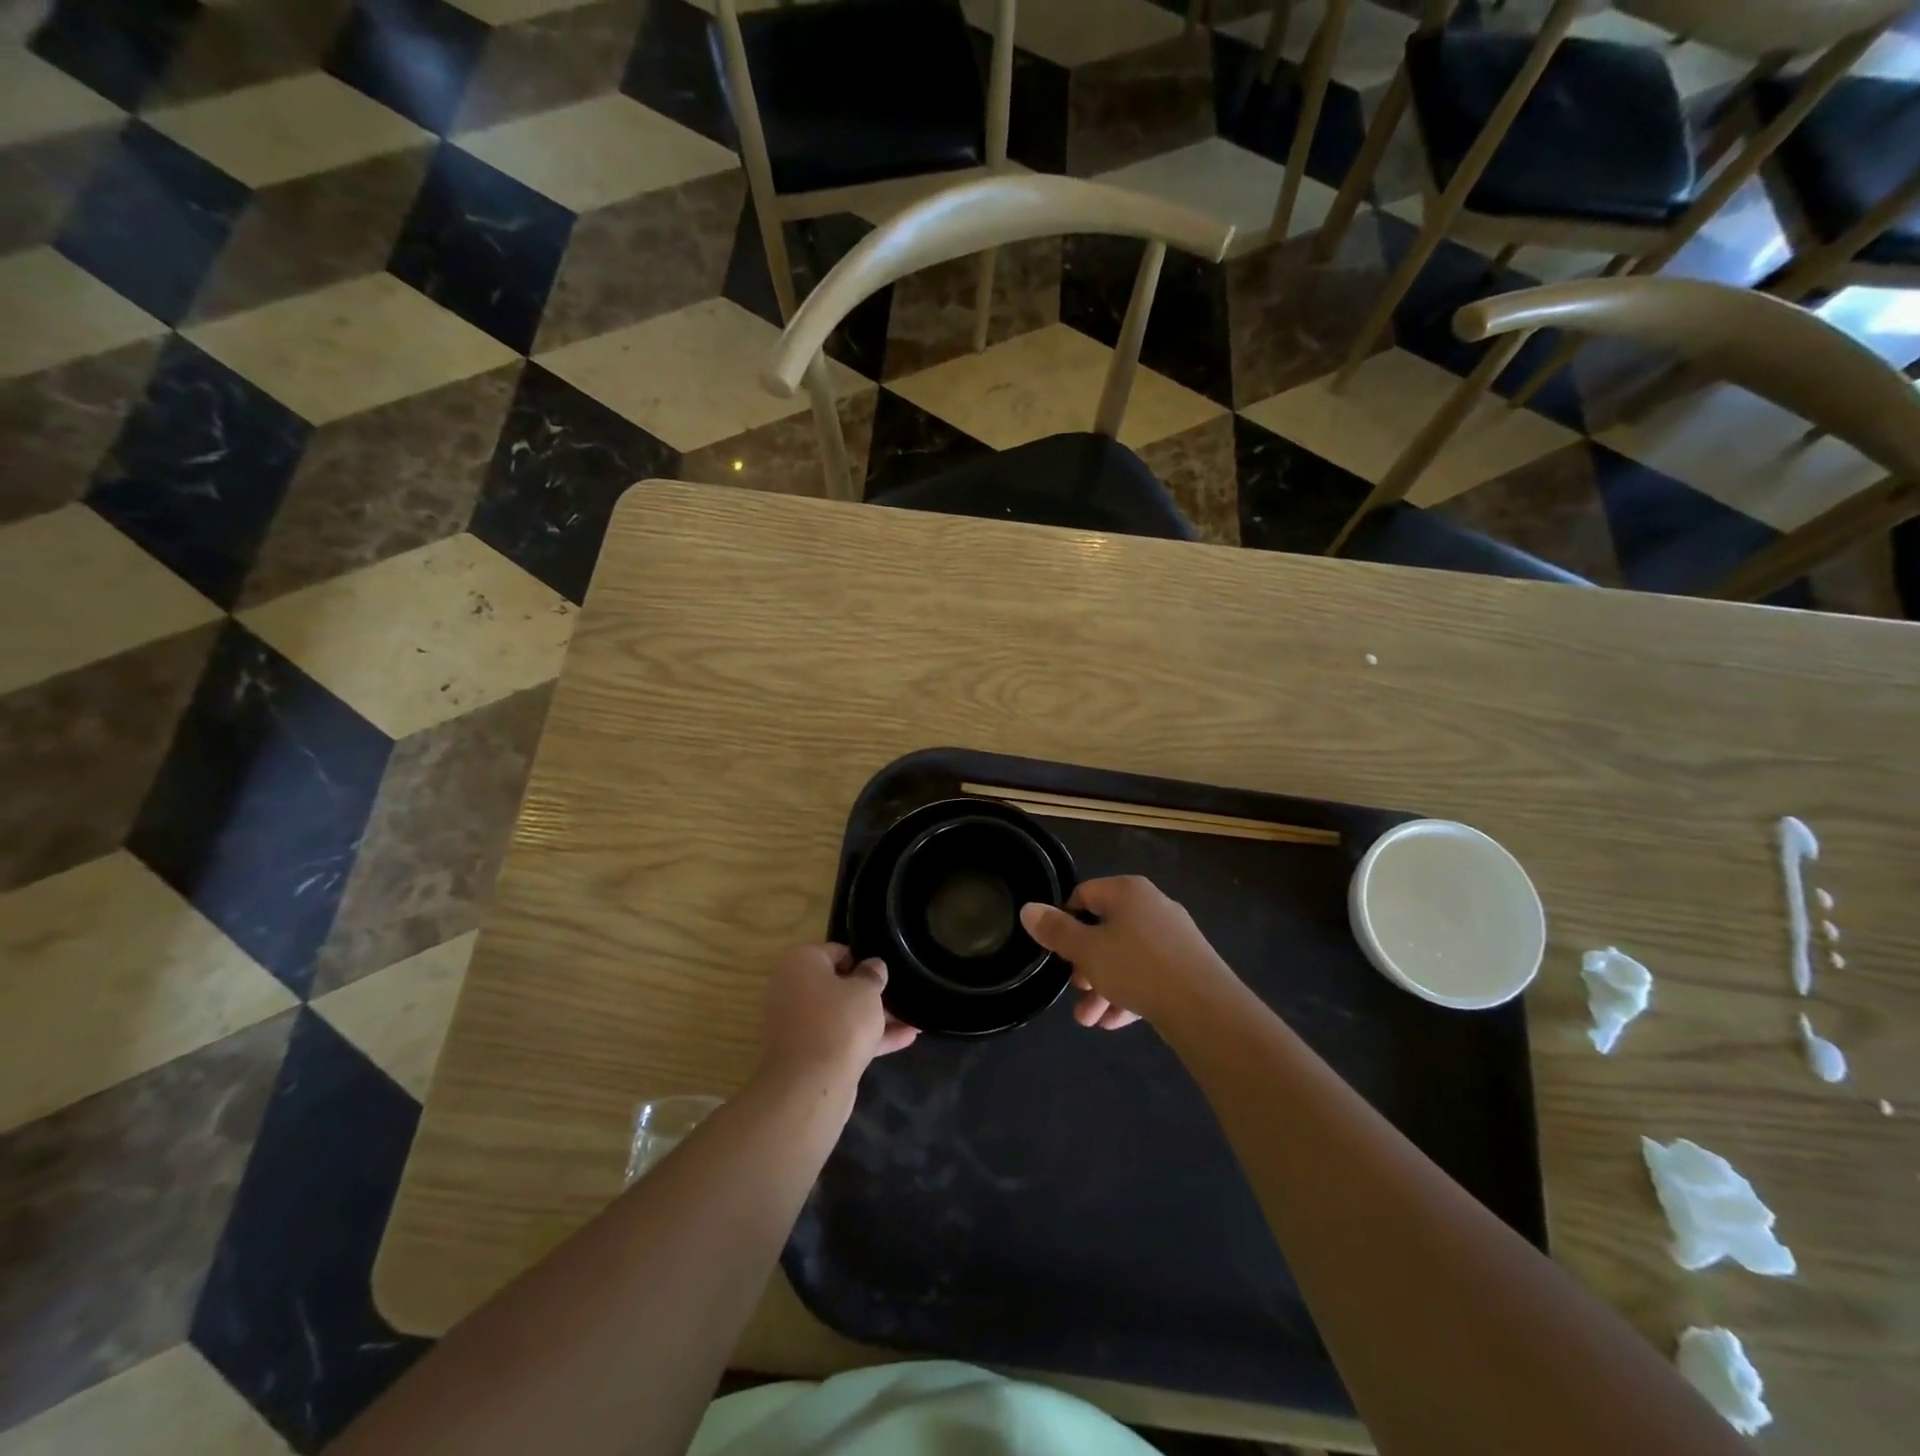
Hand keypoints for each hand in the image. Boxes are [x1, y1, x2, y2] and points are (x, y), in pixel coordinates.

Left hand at [757, 943, 917, 1090]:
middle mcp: (793, 990)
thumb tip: (873, 966)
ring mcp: (800, 1025)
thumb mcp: (866, 990)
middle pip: (839, 985)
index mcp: (800, 963)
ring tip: (914, 1017)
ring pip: (843, 1015)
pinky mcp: (809, 1055)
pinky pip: (843, 1038)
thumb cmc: (839, 1022)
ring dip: (875, 1017)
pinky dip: (869, 1038)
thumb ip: (873, 974)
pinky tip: (906, 1038)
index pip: (838, 952)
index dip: (865, 960)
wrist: (809, 1087)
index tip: (887, 971)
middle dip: (871, 992)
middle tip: (902, 994)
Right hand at [1020, 875, 1237, 1028]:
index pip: (1084, 895)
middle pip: (1105, 929)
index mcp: (1128, 891)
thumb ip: (1056, 930)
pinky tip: (1115, 1022)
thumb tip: (1028, 909)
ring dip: (1103, 987)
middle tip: (1076, 988)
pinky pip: (1149, 974)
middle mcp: (1152, 906)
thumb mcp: (1086, 950)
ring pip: (1126, 957)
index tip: (1057, 952)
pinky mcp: (1188, 966)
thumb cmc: (1137, 968)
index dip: (1064, 922)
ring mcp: (1173, 936)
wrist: (1206, 1008)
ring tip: (1089, 1020)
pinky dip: (1130, 994)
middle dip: (1084, 964)